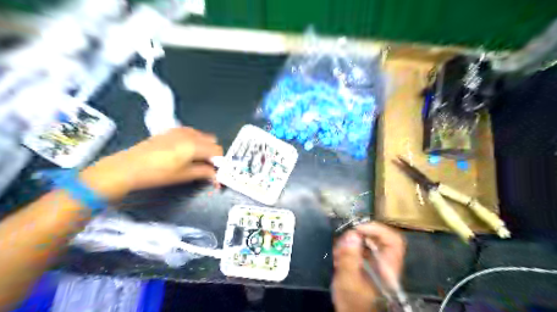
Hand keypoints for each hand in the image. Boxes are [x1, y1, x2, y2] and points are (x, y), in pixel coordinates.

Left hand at [80, 128, 222, 200]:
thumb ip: (204, 172)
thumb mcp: (184, 175)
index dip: (219, 161)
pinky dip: (194, 142)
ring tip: (196, 160)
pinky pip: (191, 133)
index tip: (216, 171)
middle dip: (213, 153)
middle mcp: (190, 134)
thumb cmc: (158, 173)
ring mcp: (180, 131)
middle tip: (206, 167)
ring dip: (204, 147)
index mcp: (195, 145)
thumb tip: (216, 176)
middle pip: (212, 141)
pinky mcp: (171, 131)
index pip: (218, 150)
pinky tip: (185, 153)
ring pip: (202, 136)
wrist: (128, 167)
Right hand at [330, 222, 405, 311]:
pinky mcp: (367, 264)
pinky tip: (338, 258)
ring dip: (350, 243)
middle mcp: (385, 263)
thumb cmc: (352, 303)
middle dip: (357, 236)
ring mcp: (376, 263)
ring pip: (367, 242)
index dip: (376, 229)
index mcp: (388, 268)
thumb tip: (352, 235)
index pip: (393, 240)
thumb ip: (349, 258)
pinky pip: (359, 248)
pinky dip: (347, 249)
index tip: (357, 229)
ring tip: (338, 254)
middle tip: (343, 242)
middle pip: (378, 238)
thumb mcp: (348, 281)